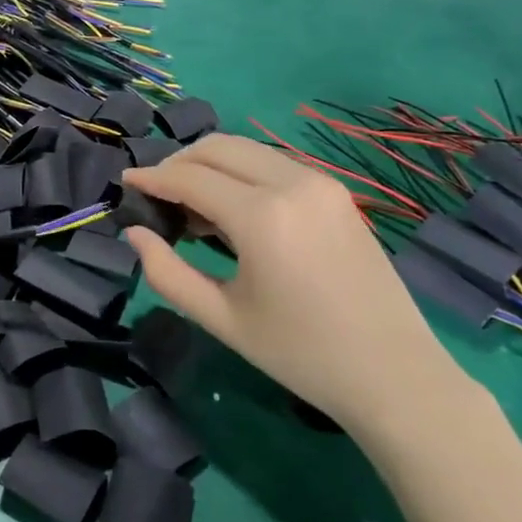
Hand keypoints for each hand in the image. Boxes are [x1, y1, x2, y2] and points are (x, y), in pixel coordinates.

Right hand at [123, 135, 474, 439]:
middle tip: (157, 195)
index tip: (126, 184)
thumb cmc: (301, 355)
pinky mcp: (336, 191)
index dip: (152, 178)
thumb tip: (135, 234)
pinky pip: (273, 163)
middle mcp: (291, 183)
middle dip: (178, 162)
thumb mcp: (222, 319)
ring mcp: (320, 182)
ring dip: (210, 164)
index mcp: (262, 216)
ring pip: (246, 149)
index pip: (189, 177)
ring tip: (192, 205)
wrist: (395, 375)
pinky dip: (242, 172)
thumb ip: (167, 273)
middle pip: (217, 146)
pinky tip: (233, 209)